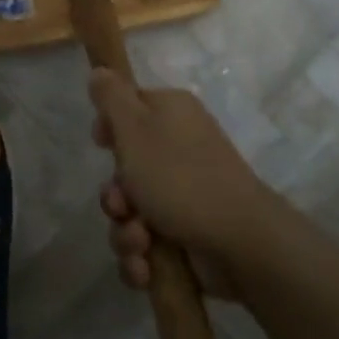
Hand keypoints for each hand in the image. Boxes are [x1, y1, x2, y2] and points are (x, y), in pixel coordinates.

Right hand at [88, 70, 273, 301]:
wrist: (237, 241)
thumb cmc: (179, 176)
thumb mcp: (135, 127)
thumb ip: (111, 97)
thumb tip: (100, 70)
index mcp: (170, 114)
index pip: (129, 109)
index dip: (109, 129)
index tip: (101, 144)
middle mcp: (178, 149)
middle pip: (125, 168)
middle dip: (115, 197)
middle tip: (122, 205)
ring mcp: (183, 194)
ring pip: (131, 212)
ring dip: (125, 232)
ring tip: (140, 243)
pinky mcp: (186, 234)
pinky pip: (147, 244)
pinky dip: (142, 258)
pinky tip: (147, 268)